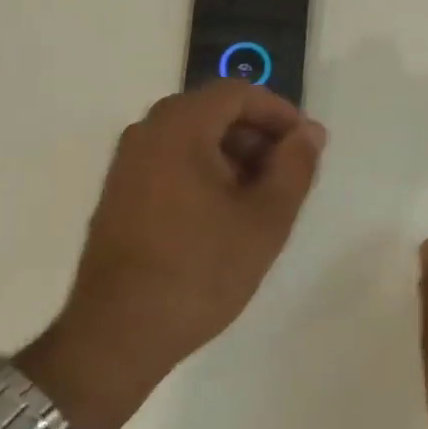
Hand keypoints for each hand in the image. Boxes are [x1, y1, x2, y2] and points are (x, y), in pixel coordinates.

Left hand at [22, 82, 326, 428]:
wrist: (117, 336)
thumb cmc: (200, 270)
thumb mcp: (266, 218)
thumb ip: (295, 165)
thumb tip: (309, 132)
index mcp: (179, 126)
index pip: (239, 92)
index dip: (280, 112)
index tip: (306, 145)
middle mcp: (147, 132)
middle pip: (214, 112)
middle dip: (258, 136)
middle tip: (288, 176)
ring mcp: (127, 163)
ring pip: (194, 138)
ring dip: (234, 156)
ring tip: (261, 200)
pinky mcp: (119, 193)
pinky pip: (172, 161)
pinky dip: (205, 172)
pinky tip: (224, 215)